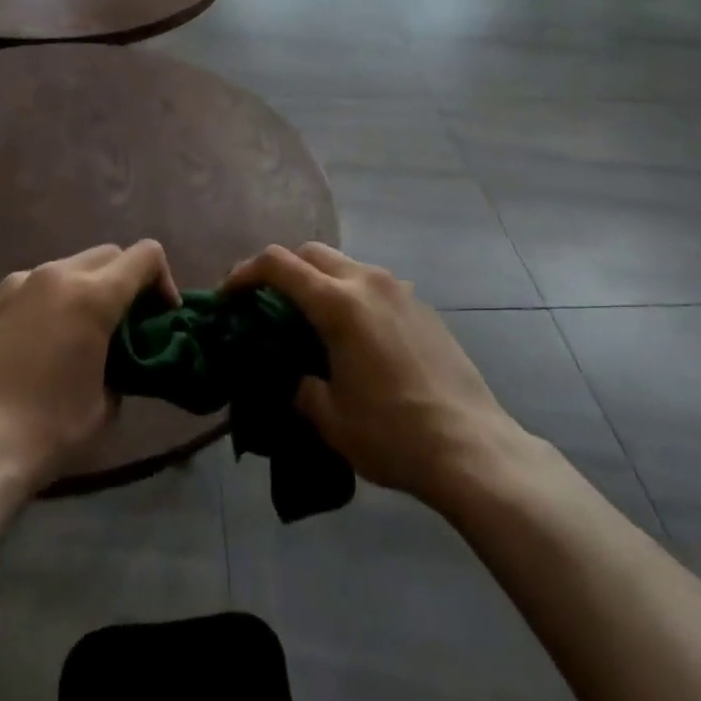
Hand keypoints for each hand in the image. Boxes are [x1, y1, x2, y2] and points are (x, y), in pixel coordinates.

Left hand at [0, 239, 178, 490]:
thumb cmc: (47, 431)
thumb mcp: (106, 406)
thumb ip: (123, 366)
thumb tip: (119, 358)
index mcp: (93, 295)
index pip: (146, 255)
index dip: (163, 279)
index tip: (161, 314)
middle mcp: (56, 274)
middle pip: (108, 254)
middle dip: (125, 280)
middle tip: (126, 322)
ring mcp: (18, 283)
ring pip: (68, 266)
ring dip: (85, 288)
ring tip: (78, 332)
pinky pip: (32, 285)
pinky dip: (48, 301)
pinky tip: (38, 342)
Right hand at [224, 243, 528, 508]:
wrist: (472, 448)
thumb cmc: (392, 434)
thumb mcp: (330, 418)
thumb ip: (300, 387)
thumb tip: (294, 377)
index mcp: (338, 303)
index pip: (278, 264)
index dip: (245, 272)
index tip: (228, 294)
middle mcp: (367, 281)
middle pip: (311, 252)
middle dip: (282, 269)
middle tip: (266, 303)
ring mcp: (399, 289)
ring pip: (345, 265)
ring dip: (319, 280)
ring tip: (310, 320)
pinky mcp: (421, 305)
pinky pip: (373, 285)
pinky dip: (350, 295)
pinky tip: (354, 336)